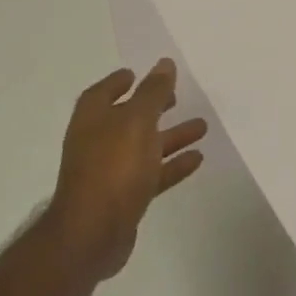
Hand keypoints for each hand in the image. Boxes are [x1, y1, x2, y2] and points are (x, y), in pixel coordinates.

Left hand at [44, 59, 206, 280]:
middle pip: (128, 118)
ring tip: (202, 127)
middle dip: (152, 107)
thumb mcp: (137, 121)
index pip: (104, 92)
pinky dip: (173, 164)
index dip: (119, 82)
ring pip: (145, 146)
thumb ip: (153, 93)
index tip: (139, 73)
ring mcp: (110, 171)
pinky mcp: (125, 197)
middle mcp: (98, 141)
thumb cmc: (113, 167)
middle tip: (177, 98)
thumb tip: (164, 64)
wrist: (94, 232)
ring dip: (171, 136)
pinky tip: (197, 158)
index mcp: (93, 119)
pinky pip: (153, 173)